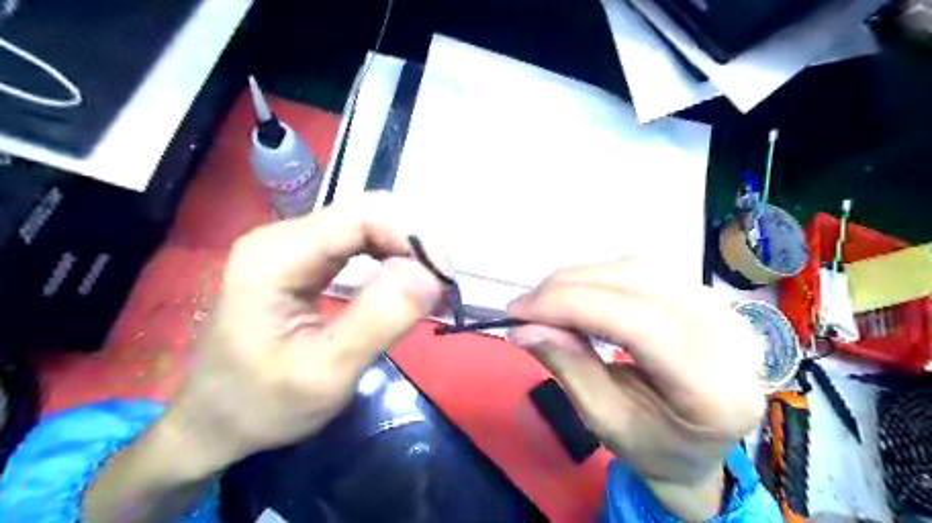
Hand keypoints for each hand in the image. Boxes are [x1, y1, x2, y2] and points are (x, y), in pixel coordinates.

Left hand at [158, 197, 447, 473]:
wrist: (215, 421)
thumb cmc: (261, 406)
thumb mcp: (323, 376)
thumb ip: (377, 321)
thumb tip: (429, 275)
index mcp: (276, 255)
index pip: (362, 216)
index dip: (414, 237)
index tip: (445, 280)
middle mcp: (285, 236)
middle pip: (369, 212)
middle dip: (416, 243)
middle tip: (443, 289)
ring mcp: (295, 244)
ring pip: (371, 223)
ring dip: (410, 251)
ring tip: (432, 289)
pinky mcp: (307, 259)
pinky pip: (363, 241)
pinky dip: (396, 258)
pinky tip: (408, 283)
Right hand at [508, 259, 763, 521]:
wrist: (701, 446)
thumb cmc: (654, 446)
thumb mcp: (606, 421)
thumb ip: (569, 367)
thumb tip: (524, 328)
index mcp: (713, 387)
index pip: (636, 321)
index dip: (571, 305)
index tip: (518, 312)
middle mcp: (730, 335)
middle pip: (636, 283)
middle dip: (568, 288)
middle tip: (525, 306)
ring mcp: (723, 308)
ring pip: (637, 268)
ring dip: (581, 279)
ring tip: (546, 302)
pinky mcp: (707, 295)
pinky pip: (643, 270)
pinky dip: (600, 277)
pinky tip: (578, 295)